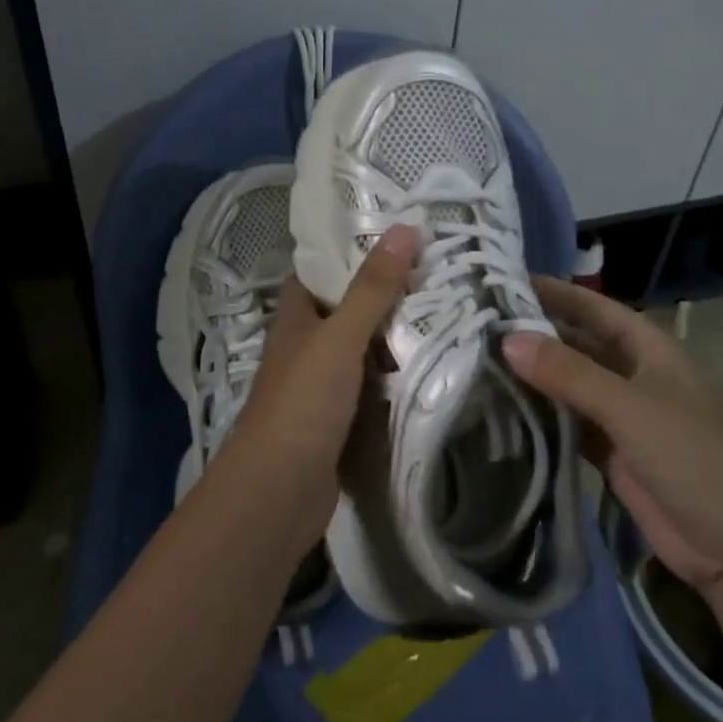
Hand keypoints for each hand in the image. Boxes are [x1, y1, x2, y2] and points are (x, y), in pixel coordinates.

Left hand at [227, 224, 419, 535]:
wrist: (279, 494)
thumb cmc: (303, 404)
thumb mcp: (340, 338)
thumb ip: (372, 288)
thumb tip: (404, 227)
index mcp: (295, 318)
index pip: (317, 269)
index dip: (348, 247)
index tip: (392, 231)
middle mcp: (305, 345)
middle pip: (345, 306)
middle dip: (382, 290)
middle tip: (432, 267)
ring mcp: (321, 384)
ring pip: (360, 346)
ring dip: (392, 332)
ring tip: (442, 306)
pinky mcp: (339, 418)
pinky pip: (371, 384)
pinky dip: (394, 373)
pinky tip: (429, 362)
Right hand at [504, 277, 722, 585]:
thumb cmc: (693, 456)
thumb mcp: (630, 407)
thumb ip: (569, 373)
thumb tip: (507, 339)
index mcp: (648, 349)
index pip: (592, 308)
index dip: (554, 293)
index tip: (503, 281)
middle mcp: (632, 374)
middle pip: (576, 345)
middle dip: (534, 335)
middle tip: (477, 324)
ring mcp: (621, 415)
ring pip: (568, 386)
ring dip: (533, 377)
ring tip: (478, 362)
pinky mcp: (611, 453)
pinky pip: (568, 424)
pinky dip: (540, 417)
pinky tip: (502, 410)